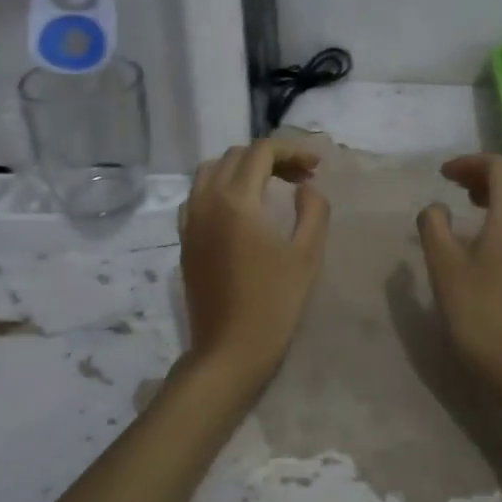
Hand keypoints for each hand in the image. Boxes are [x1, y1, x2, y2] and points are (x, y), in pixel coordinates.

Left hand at [179, 138, 330, 387]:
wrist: (229, 350)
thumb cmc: (274, 303)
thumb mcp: (306, 255)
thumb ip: (313, 210)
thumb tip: (306, 188)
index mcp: (235, 201)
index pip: (261, 152)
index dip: (292, 151)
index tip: (316, 166)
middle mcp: (205, 202)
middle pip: (235, 156)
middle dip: (270, 158)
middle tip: (301, 177)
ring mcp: (190, 221)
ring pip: (210, 172)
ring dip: (242, 169)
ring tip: (271, 187)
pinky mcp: (185, 240)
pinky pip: (198, 197)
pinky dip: (220, 189)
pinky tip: (241, 210)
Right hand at [416, 154, 501, 381]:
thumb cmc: (475, 308)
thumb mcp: (443, 263)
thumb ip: (434, 225)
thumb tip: (436, 208)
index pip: (499, 167)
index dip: (470, 163)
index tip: (442, 175)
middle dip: (487, 173)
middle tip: (456, 185)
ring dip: (499, 191)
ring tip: (468, 203)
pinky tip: (485, 233)